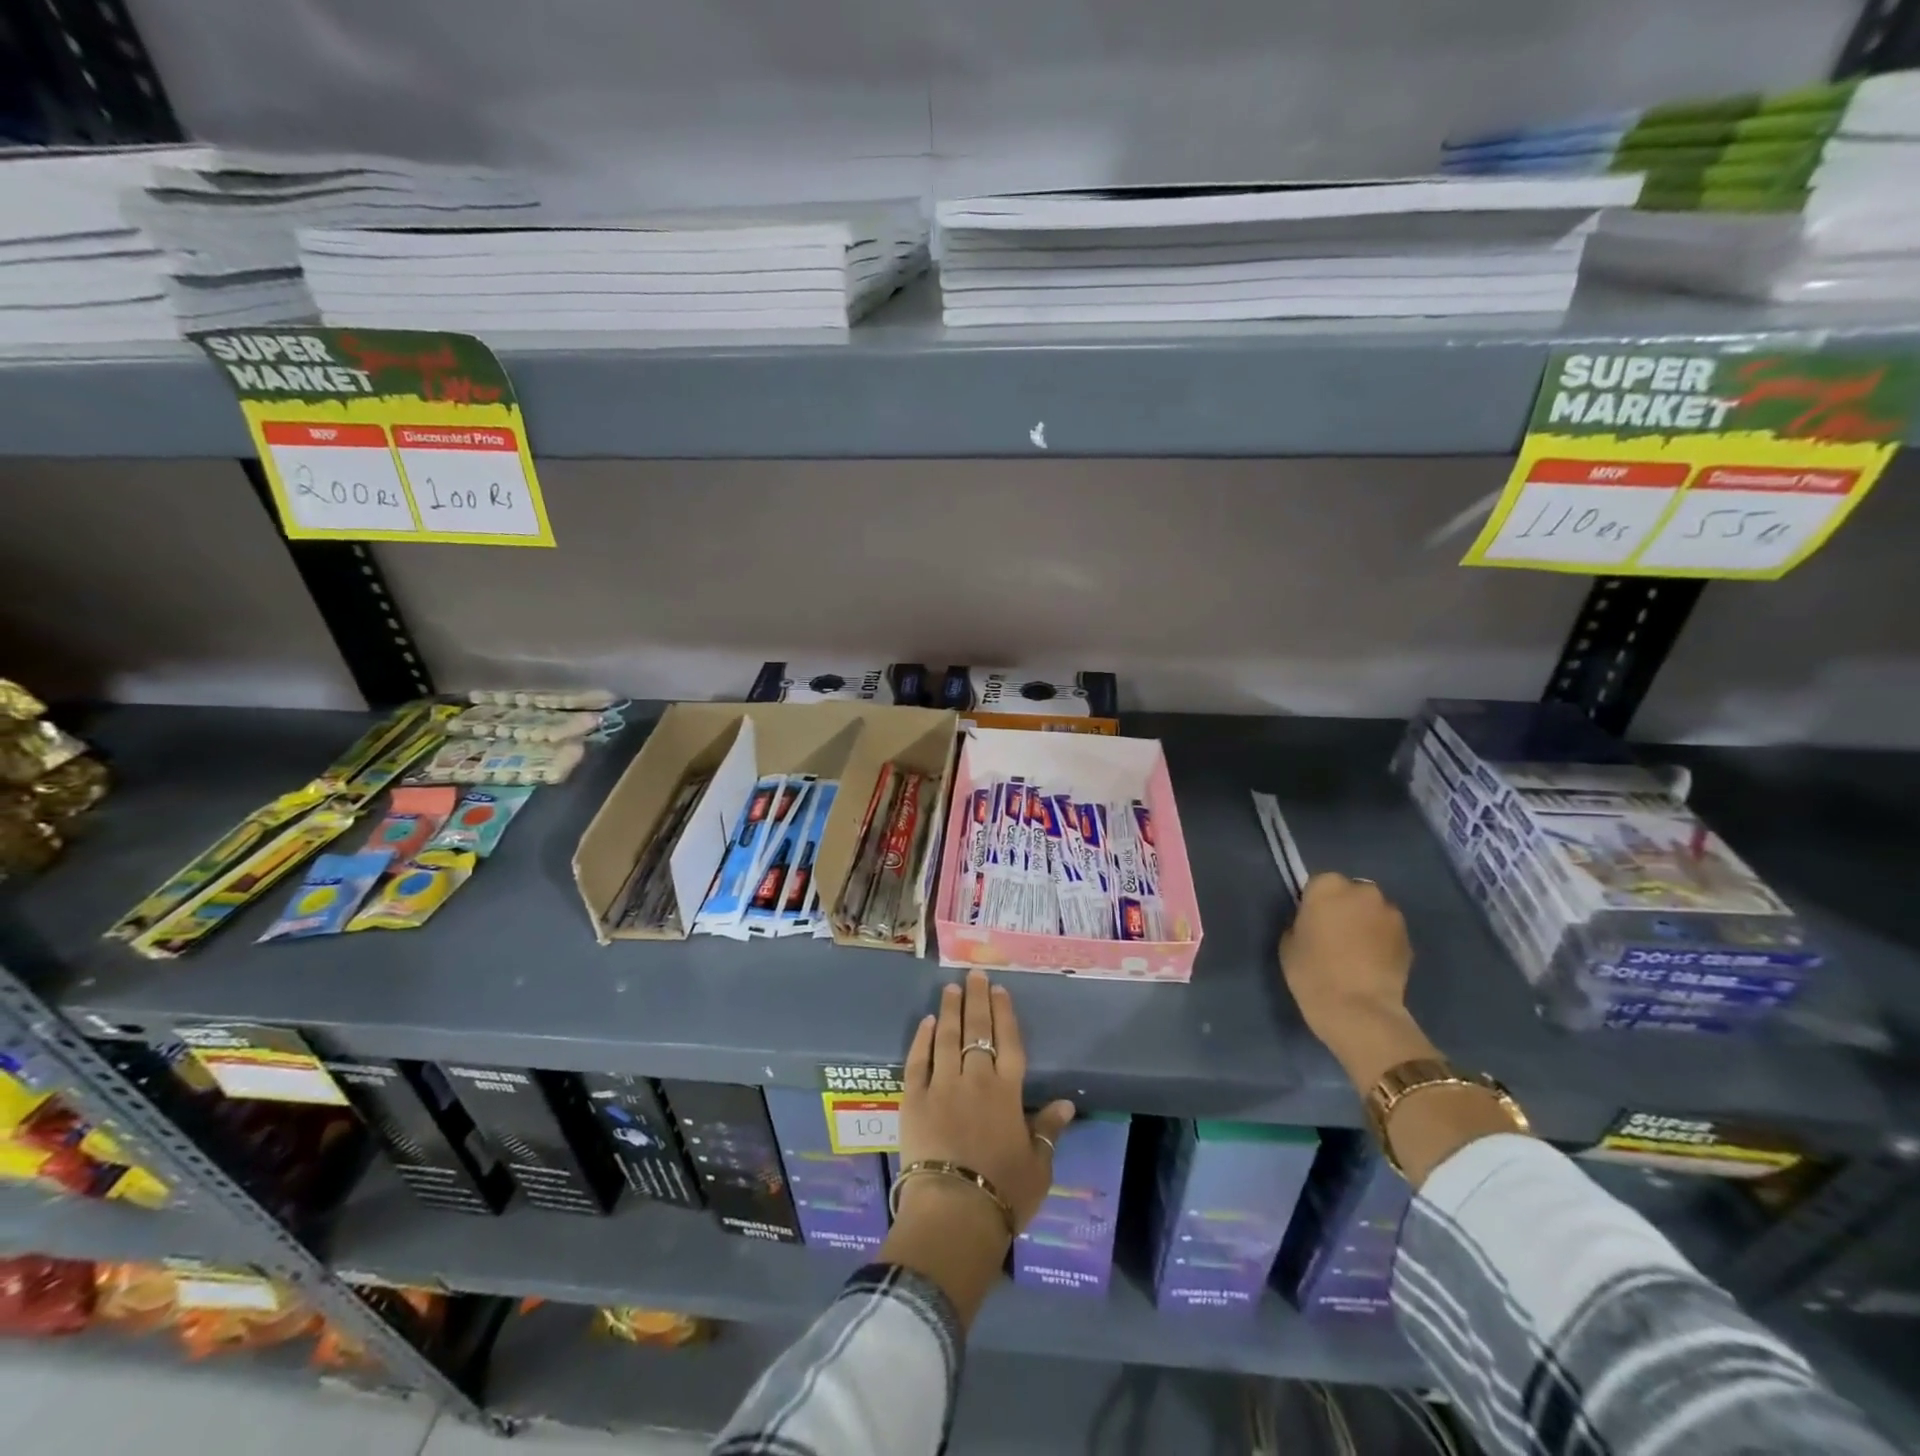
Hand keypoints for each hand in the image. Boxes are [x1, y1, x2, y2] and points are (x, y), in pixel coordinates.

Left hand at [900, 969, 1075, 1232]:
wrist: (953, 1211)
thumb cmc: (1003, 1193)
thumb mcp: (1038, 1166)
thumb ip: (1048, 1130)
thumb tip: (1066, 1102)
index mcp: (1007, 1092)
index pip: (1008, 1042)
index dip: (1004, 1014)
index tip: (1000, 990)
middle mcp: (975, 1079)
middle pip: (977, 1030)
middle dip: (976, 999)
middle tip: (974, 974)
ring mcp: (941, 1086)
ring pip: (946, 1038)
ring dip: (949, 1010)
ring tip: (950, 988)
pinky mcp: (913, 1099)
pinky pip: (918, 1061)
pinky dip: (922, 1040)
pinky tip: (926, 1023)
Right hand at [1279, 873, 1428, 1088]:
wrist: (1358, 1010)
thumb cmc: (1312, 972)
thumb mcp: (1288, 942)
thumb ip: (1301, 922)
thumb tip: (1314, 922)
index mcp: (1328, 887)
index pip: (1319, 883)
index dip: (1315, 903)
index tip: (1311, 922)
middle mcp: (1363, 891)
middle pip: (1350, 893)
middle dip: (1345, 908)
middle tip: (1334, 934)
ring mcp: (1391, 914)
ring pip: (1373, 911)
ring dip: (1365, 923)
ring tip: (1356, 951)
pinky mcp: (1409, 938)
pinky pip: (1388, 932)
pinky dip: (1381, 941)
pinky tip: (1372, 963)